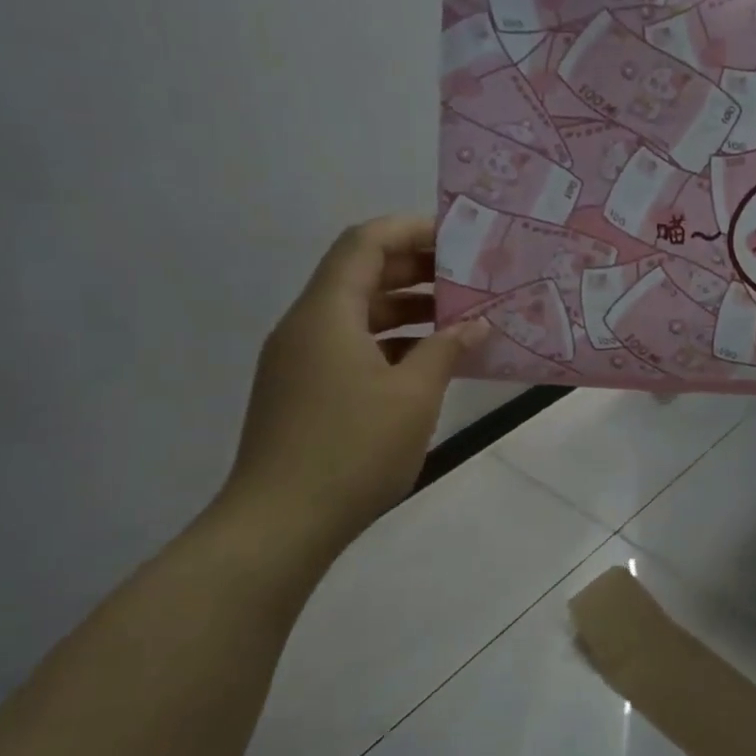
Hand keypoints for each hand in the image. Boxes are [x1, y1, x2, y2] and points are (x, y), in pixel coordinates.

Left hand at [220, 218, 487, 557]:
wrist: (280, 525)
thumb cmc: (352, 449)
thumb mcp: (414, 395)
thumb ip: (447, 349)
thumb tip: (476, 324)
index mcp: (326, 314)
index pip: (365, 243)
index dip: (412, 230)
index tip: (460, 240)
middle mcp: (306, 326)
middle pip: (361, 274)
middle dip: (417, 270)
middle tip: (471, 278)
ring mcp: (301, 361)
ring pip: (359, 314)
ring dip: (408, 309)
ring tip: (461, 319)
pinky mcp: (304, 391)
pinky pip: (352, 346)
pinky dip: (392, 343)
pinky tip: (431, 362)